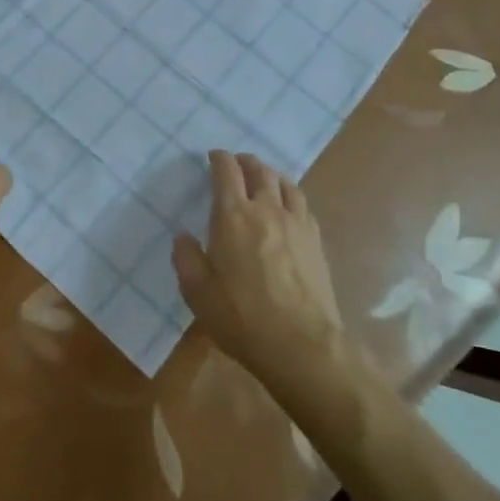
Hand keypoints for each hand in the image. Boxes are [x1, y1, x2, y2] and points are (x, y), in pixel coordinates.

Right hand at [174, 151, 340, 377]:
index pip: (227, 172)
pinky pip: (303, 204)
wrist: (300, 343)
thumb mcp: (197, 292)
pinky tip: (288, 207)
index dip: (219, 159)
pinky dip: (291, 195)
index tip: (213, 157)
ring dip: (271, 174)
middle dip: (246, 161)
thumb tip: (183, 237)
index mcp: (233, 216)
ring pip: (285, 183)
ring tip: (264, 178)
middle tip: (238, 163)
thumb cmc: (241, 316)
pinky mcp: (316, 241)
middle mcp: (266, 209)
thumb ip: (186, 259)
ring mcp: (296, 223)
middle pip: (259, 171)